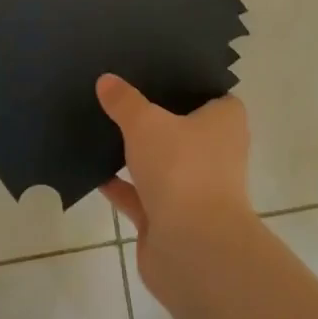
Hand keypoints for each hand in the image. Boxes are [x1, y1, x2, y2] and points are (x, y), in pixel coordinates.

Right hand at [97, 74, 254, 297]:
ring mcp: (194, 188)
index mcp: (224, 123)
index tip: (156, 69)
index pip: (210, 93)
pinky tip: (92, 168)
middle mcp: (215, 153)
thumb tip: (106, 80)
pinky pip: (141, 194)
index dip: (185, 82)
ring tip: (101, 124)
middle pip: (182, 127)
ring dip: (135, 152)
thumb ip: (124, 101)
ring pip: (161, 161)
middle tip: (119, 92)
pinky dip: (120, 184)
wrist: (192, 249)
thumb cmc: (182, 169)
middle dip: (154, 116)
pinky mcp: (171, 219)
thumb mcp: (146, 123)